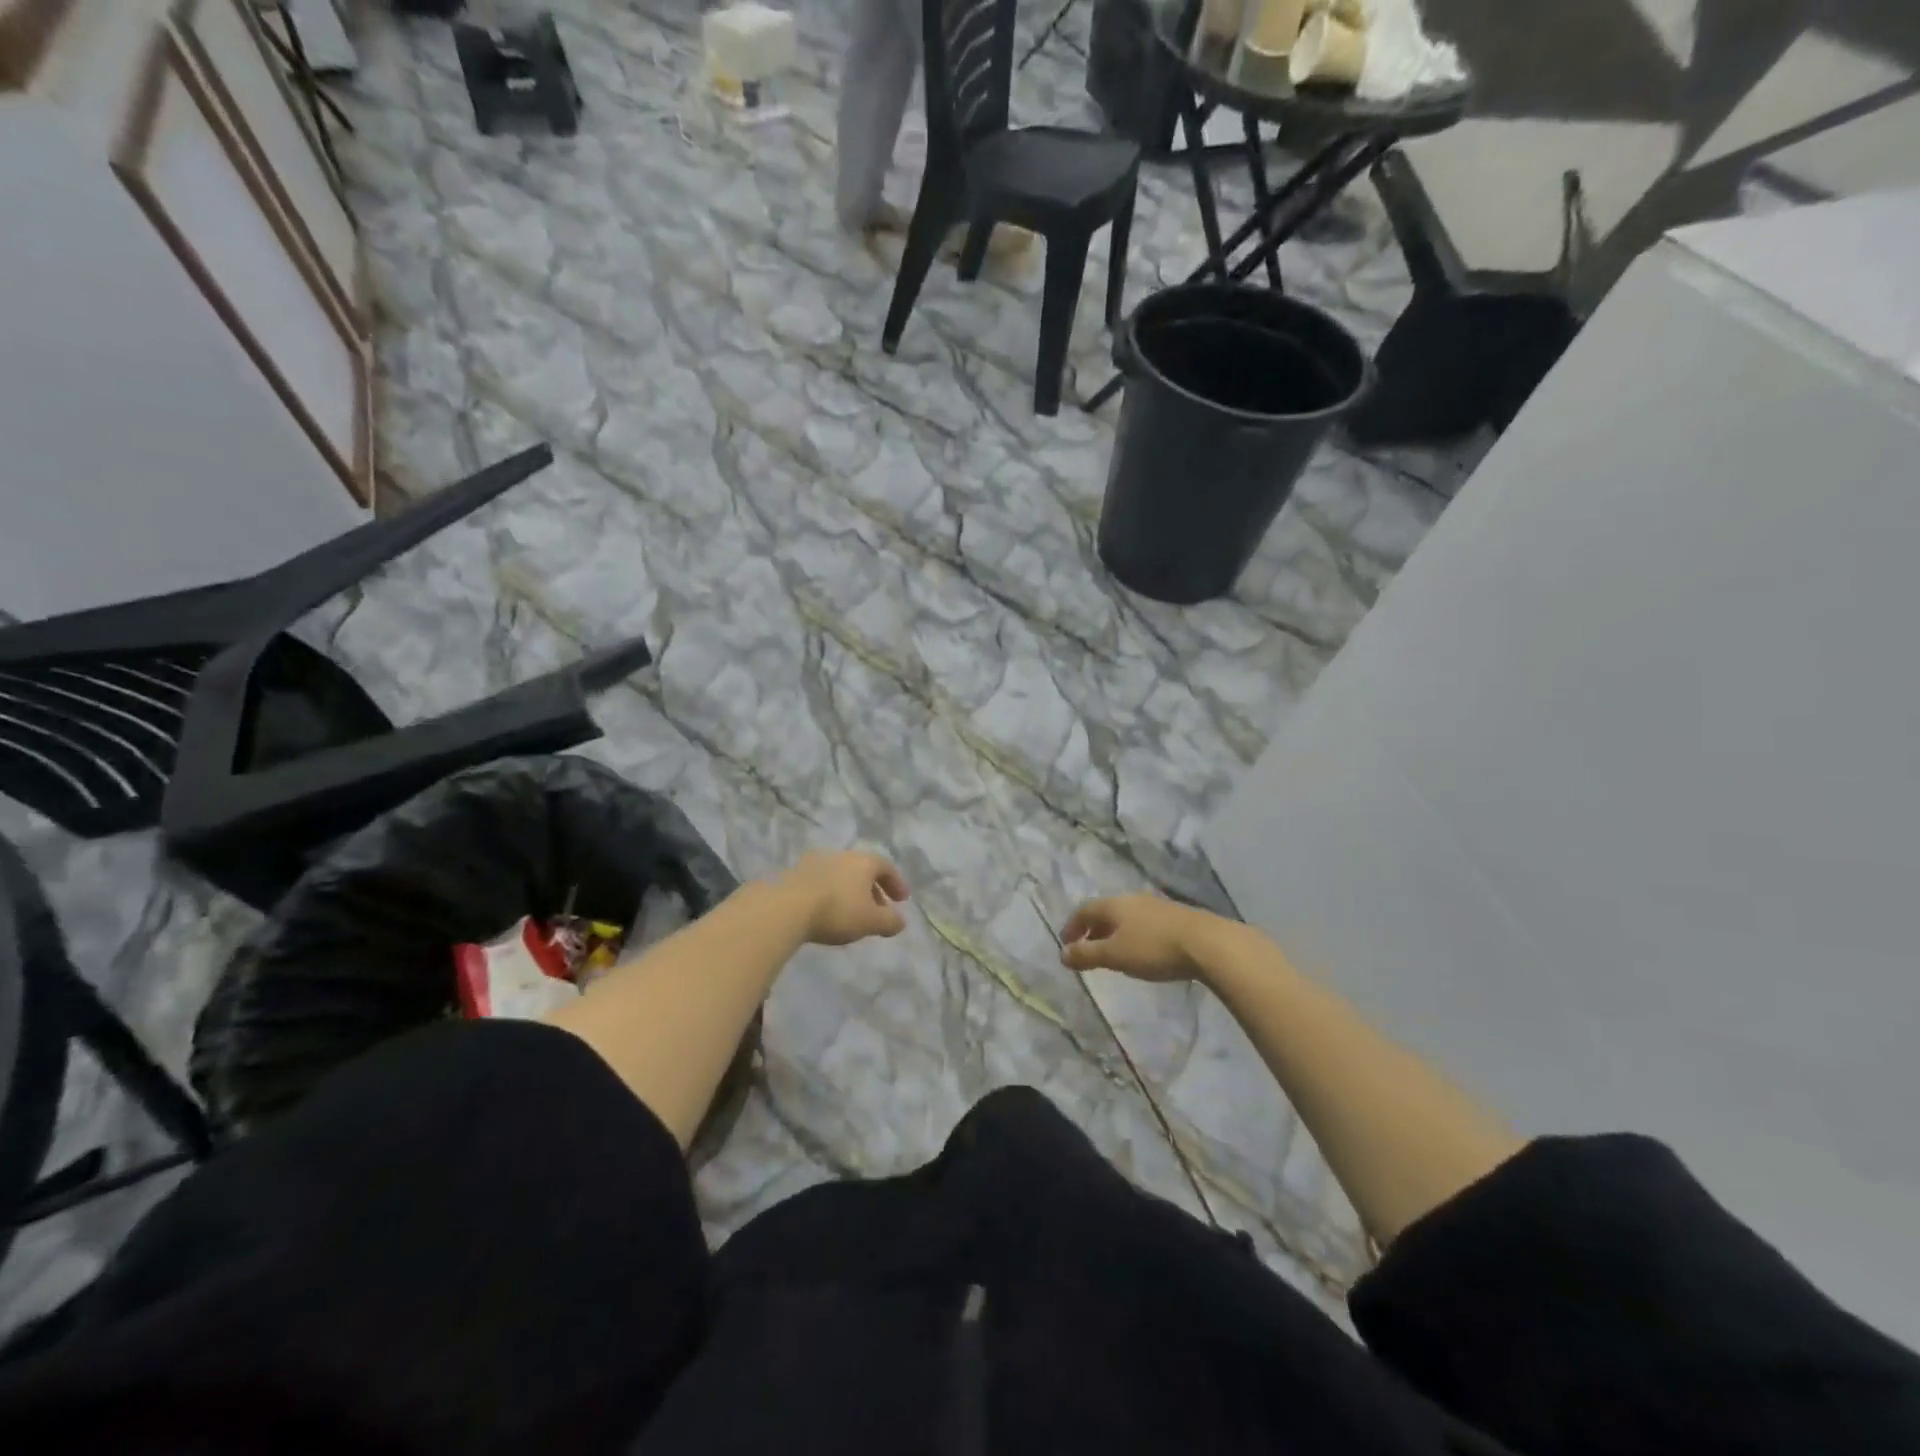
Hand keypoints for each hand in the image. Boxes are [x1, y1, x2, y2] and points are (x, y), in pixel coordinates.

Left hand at [775, 851, 909, 945]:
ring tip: (851, 913)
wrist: (787, 907)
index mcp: (864, 861)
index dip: (896, 883)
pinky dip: (830, 894)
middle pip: (863, 869)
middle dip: (873, 889)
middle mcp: (842, 855)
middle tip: (878, 909)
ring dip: (850, 892)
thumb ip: (890, 921)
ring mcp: (817, 862)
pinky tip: (826, 911)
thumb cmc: (837, 910)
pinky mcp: (796, 873)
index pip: (886, 867)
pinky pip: (821, 882)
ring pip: (841, 875)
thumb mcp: (871, 921)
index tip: (901, 900)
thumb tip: (900, 921)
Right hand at [1059, 893, 1213, 982]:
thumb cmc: (1154, 948)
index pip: (1084, 910)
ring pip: (1126, 917)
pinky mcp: (1176, 917)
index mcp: (1114, 904)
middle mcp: (1133, 899)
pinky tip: (1142, 951)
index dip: (1072, 926)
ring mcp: (1156, 906)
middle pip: (1105, 912)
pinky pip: (1144, 923)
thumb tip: (1062, 954)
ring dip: (1114, 933)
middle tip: (1087, 950)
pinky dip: (1133, 935)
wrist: (1208, 944)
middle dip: (1093, 930)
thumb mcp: (1115, 955)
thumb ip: (1087, 955)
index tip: (1065, 944)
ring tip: (1113, 954)